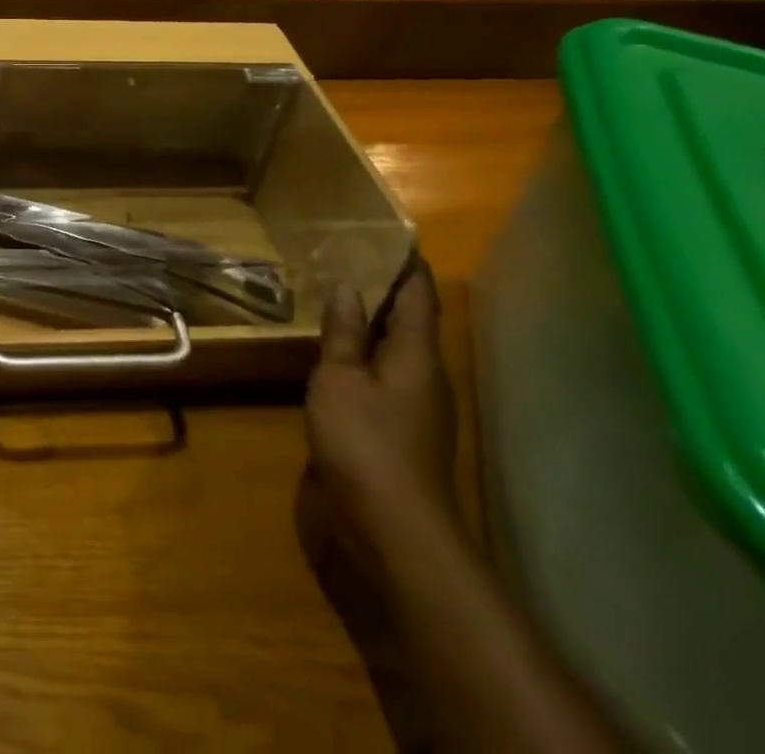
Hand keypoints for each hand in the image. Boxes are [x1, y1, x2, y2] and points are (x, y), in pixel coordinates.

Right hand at [305, 264, 461, 572]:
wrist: (397, 531)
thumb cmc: (366, 443)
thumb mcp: (340, 380)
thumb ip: (342, 334)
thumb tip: (346, 286)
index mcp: (418, 355)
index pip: (419, 295)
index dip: (407, 263)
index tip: (389, 233)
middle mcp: (427, 375)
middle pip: (411, 320)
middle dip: (385, 288)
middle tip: (348, 257)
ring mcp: (419, 406)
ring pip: (398, 349)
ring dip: (372, 322)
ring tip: (336, 296)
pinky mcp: (403, 430)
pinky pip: (385, 374)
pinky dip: (364, 353)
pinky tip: (336, 353)